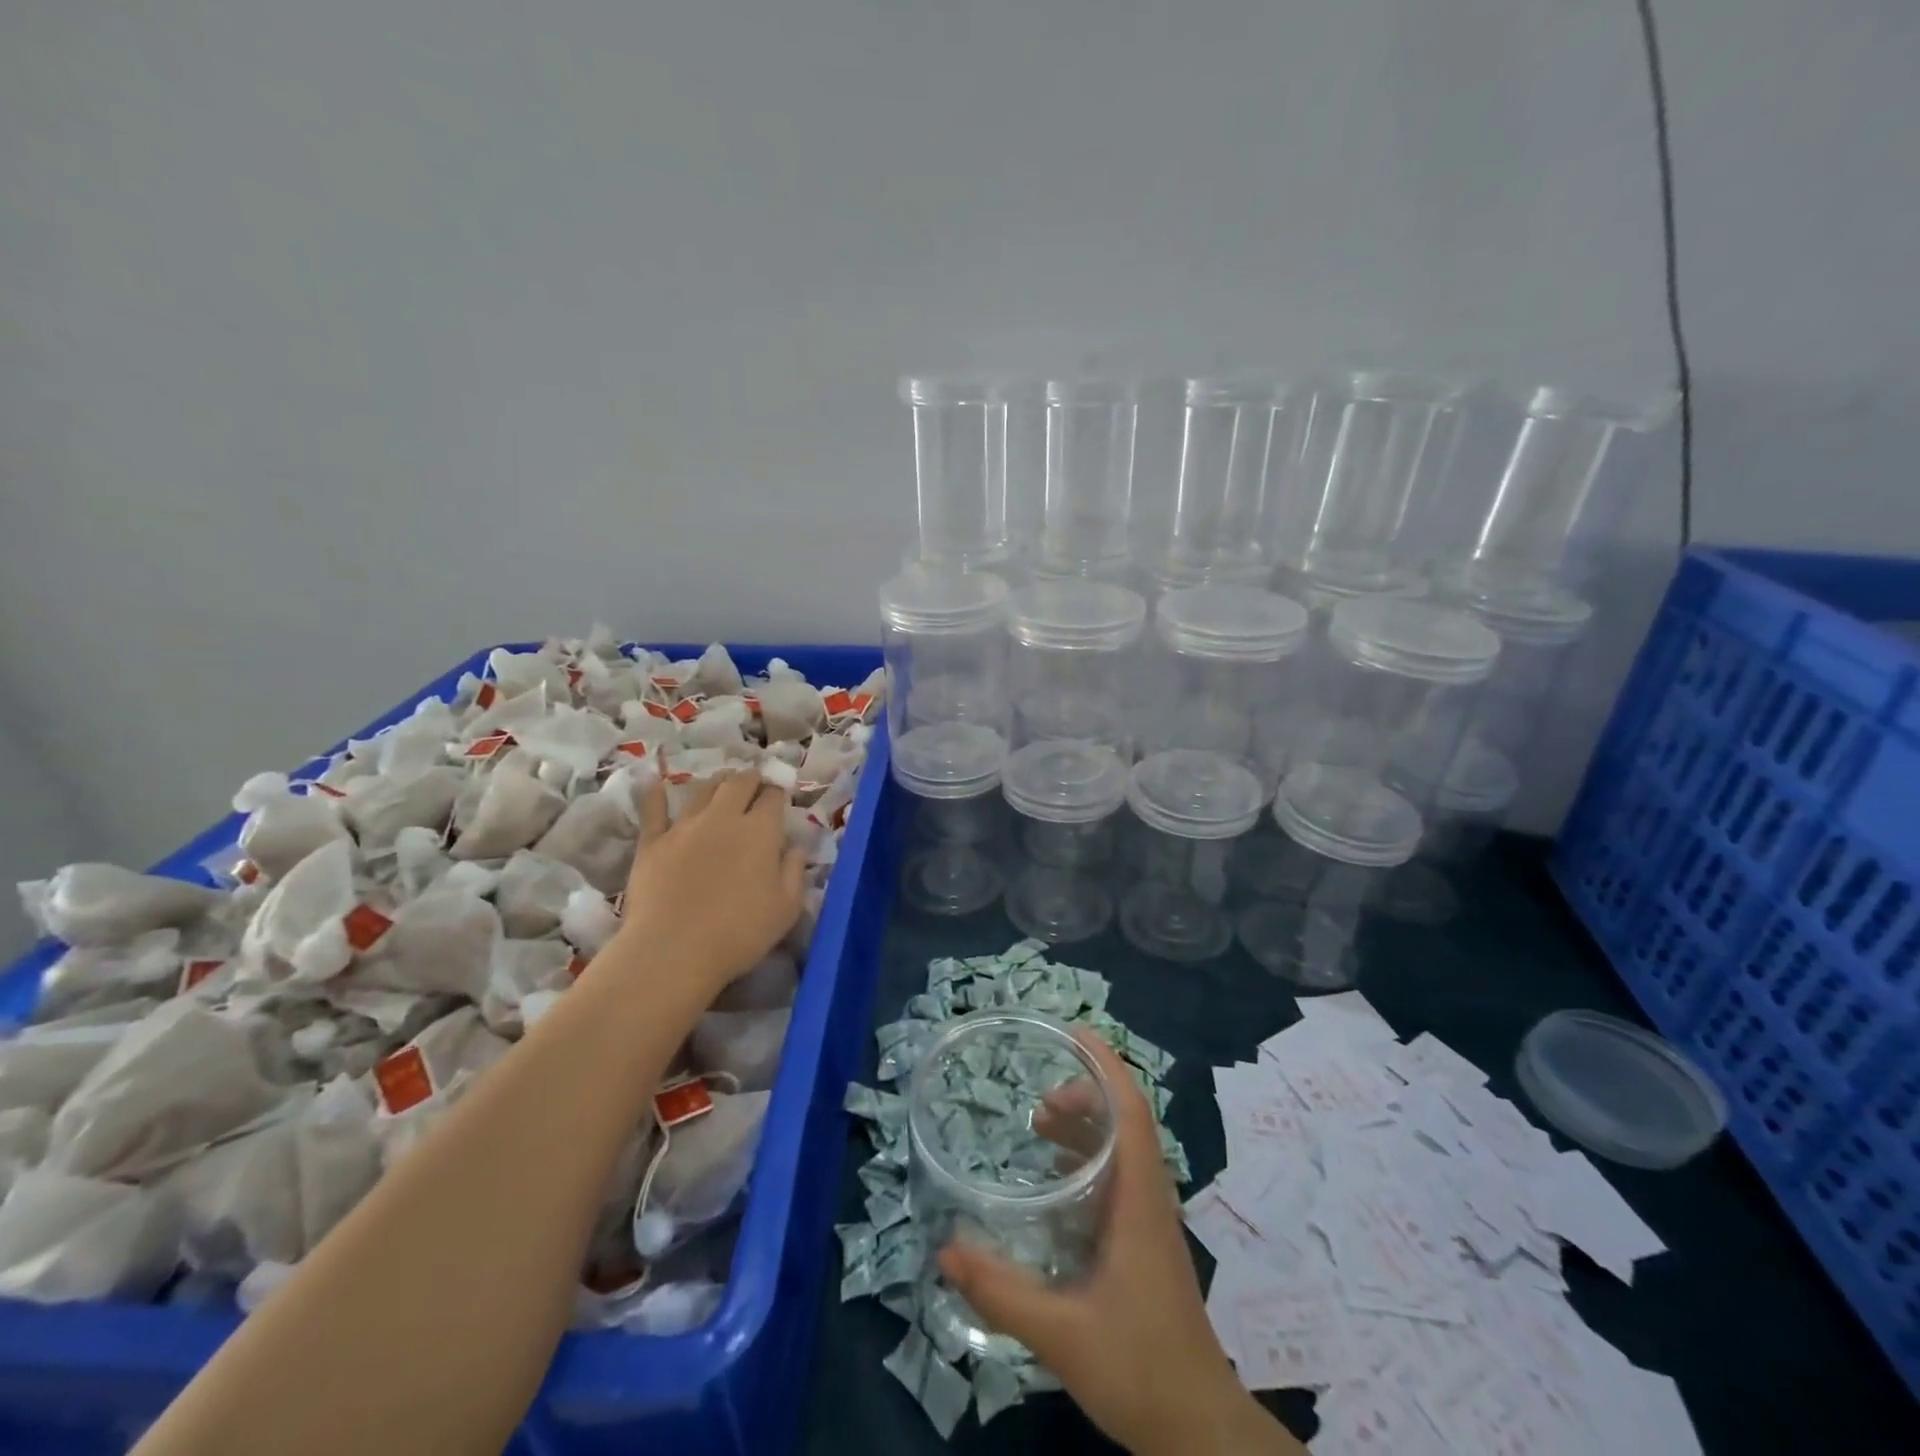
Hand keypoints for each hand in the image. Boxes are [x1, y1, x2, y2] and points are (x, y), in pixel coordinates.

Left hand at [607, 769, 804, 999]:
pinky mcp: (652, 842)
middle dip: (750, 778)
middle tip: (755, 782)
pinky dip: (657, 795)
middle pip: (739, 783)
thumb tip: (796, 848)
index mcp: (760, 831)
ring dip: (717, 782)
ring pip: (702, 790)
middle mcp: (723, 817)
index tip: (780, 798)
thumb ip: (795, 872)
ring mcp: (684, 826)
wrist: (673, 951)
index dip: (778, 793)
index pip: (773, 797)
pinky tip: (657, 785)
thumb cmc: (739, 933)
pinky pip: (654, 810)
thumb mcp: (786, 909)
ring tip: (722, 782)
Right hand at [937, 1033, 1300, 1455]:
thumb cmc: (1140, 1368)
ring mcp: (1151, 1219)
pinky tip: (1056, 1179)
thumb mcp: (1062, 1335)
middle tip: (1038, 1099)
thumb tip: (944, 1250)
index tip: (1074, 1034)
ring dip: (1087, 1124)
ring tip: (1040, 1124)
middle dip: (1085, 1093)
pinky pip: (1120, 1175)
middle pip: (1126, 1120)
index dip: (1106, 1065)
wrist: (1200, 1429)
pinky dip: (1089, 1157)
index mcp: (1139, 1200)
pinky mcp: (1146, 1240)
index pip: (1131, 1110)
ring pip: (1124, 1146)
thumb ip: (1002, 1292)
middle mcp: (1150, 1197)